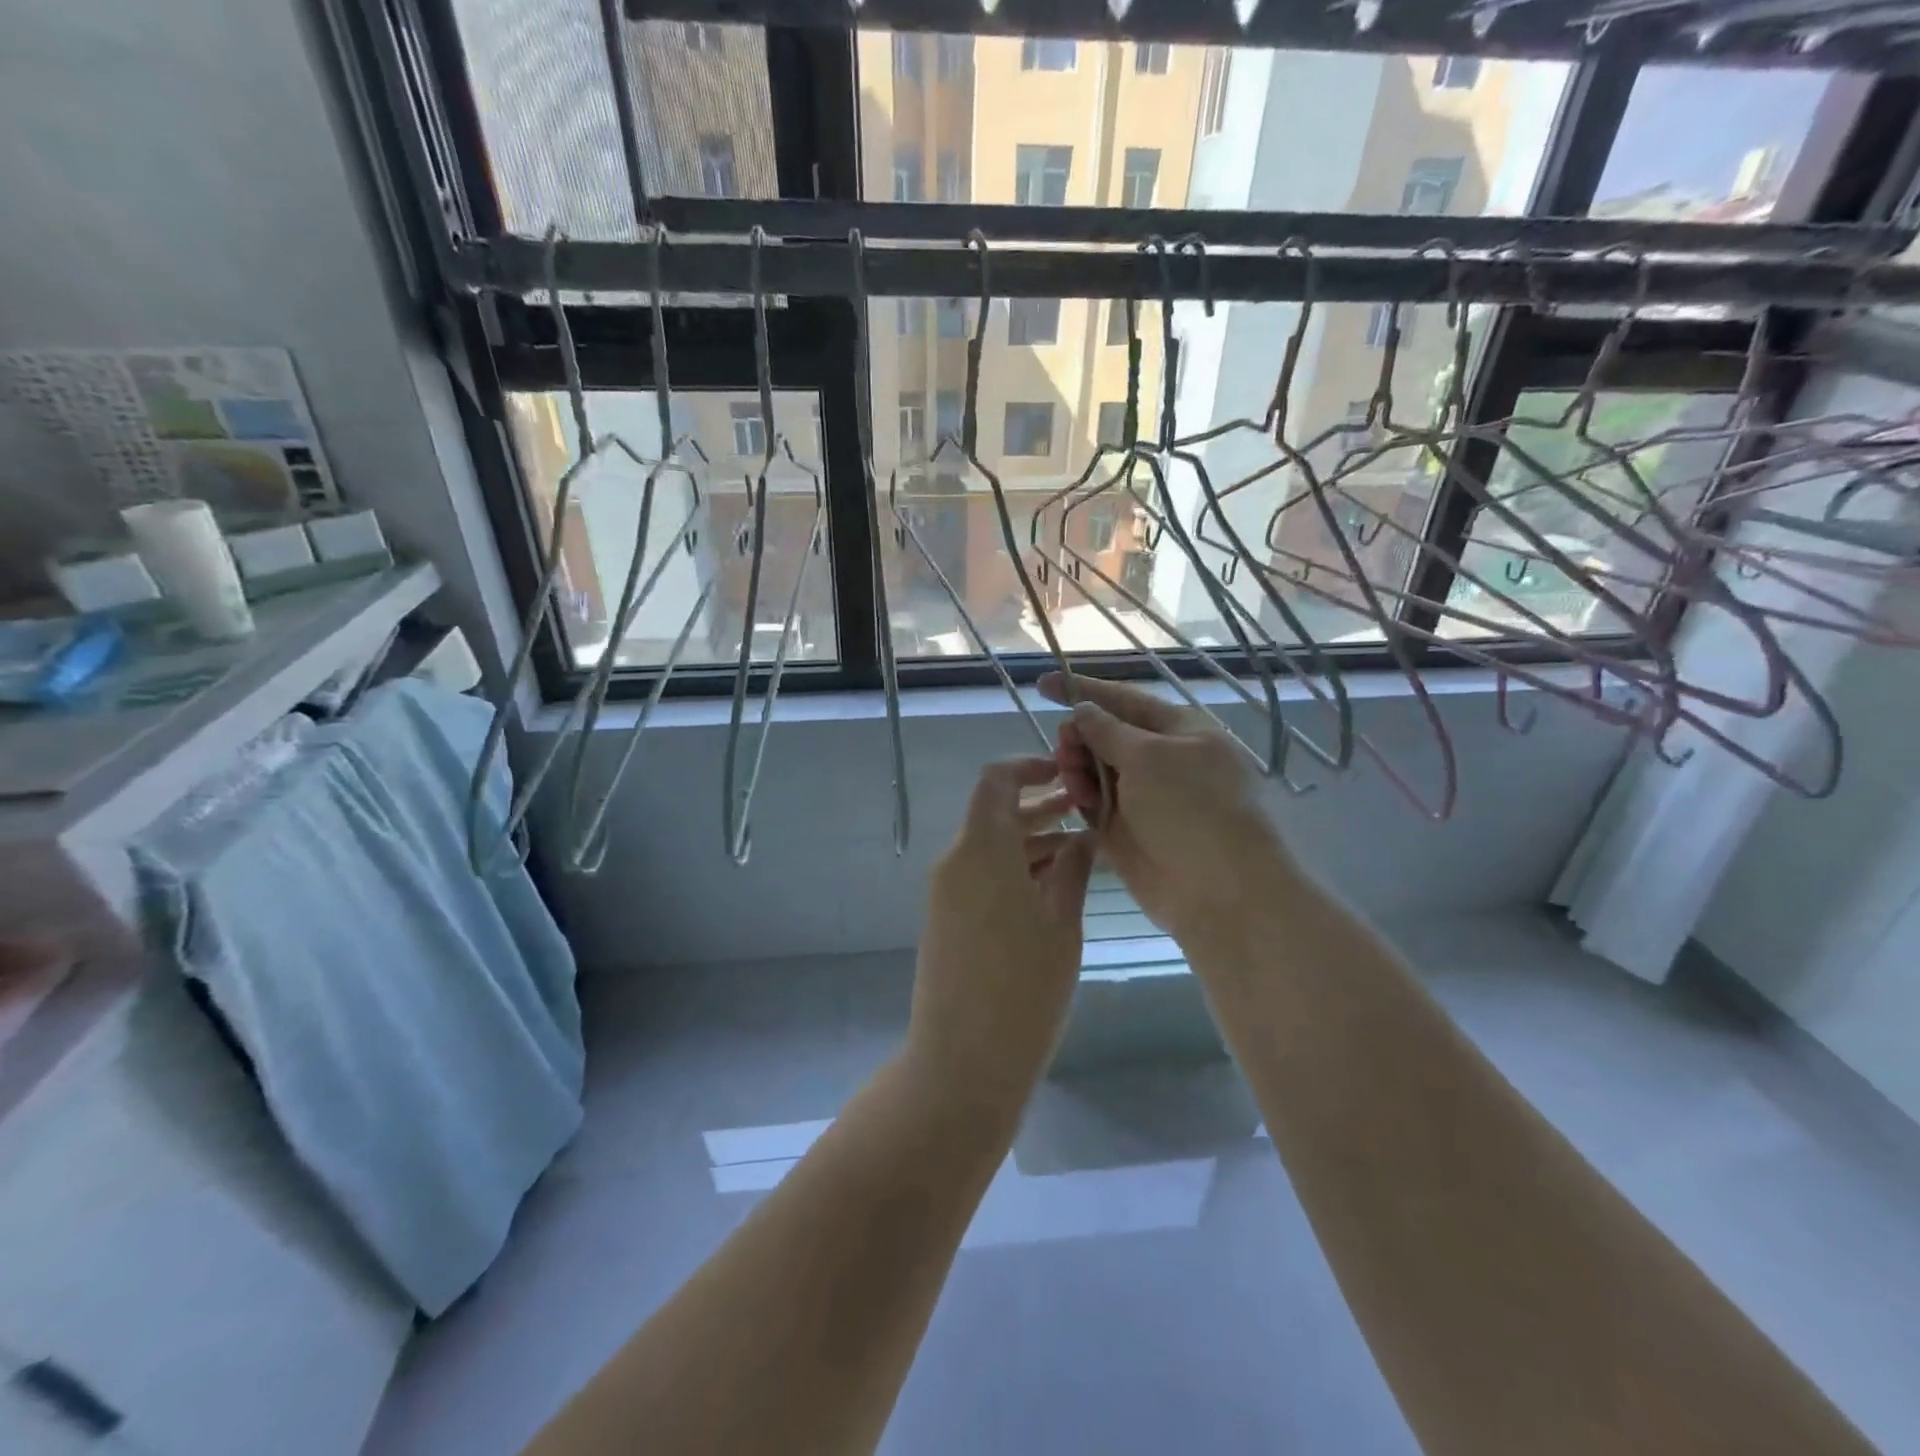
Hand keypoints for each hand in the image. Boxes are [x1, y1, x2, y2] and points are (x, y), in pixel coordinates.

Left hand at [906, 757, 1094, 1115]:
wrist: (962, 1062)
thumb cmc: (1024, 990)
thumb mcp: (1061, 924)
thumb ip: (1072, 870)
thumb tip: (1081, 837)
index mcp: (982, 850)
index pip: (996, 780)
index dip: (1029, 766)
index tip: (1066, 773)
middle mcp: (956, 861)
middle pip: (995, 814)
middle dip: (1040, 808)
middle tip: (1088, 813)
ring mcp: (946, 892)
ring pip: (990, 847)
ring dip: (1030, 842)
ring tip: (1081, 851)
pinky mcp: (946, 919)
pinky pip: (980, 875)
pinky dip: (1013, 869)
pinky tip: (1052, 887)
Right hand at [1039, 672, 1292, 946]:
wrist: (1220, 891)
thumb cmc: (1193, 809)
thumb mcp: (1150, 757)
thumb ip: (1109, 730)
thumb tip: (1085, 710)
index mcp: (1177, 729)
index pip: (1123, 699)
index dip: (1084, 690)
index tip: (1043, 684)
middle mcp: (1160, 758)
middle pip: (1104, 734)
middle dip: (1079, 737)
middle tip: (1065, 750)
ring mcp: (1143, 796)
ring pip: (1094, 769)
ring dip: (1077, 769)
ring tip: (1077, 786)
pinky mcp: (1126, 829)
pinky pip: (1093, 803)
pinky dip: (1082, 799)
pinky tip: (1079, 804)